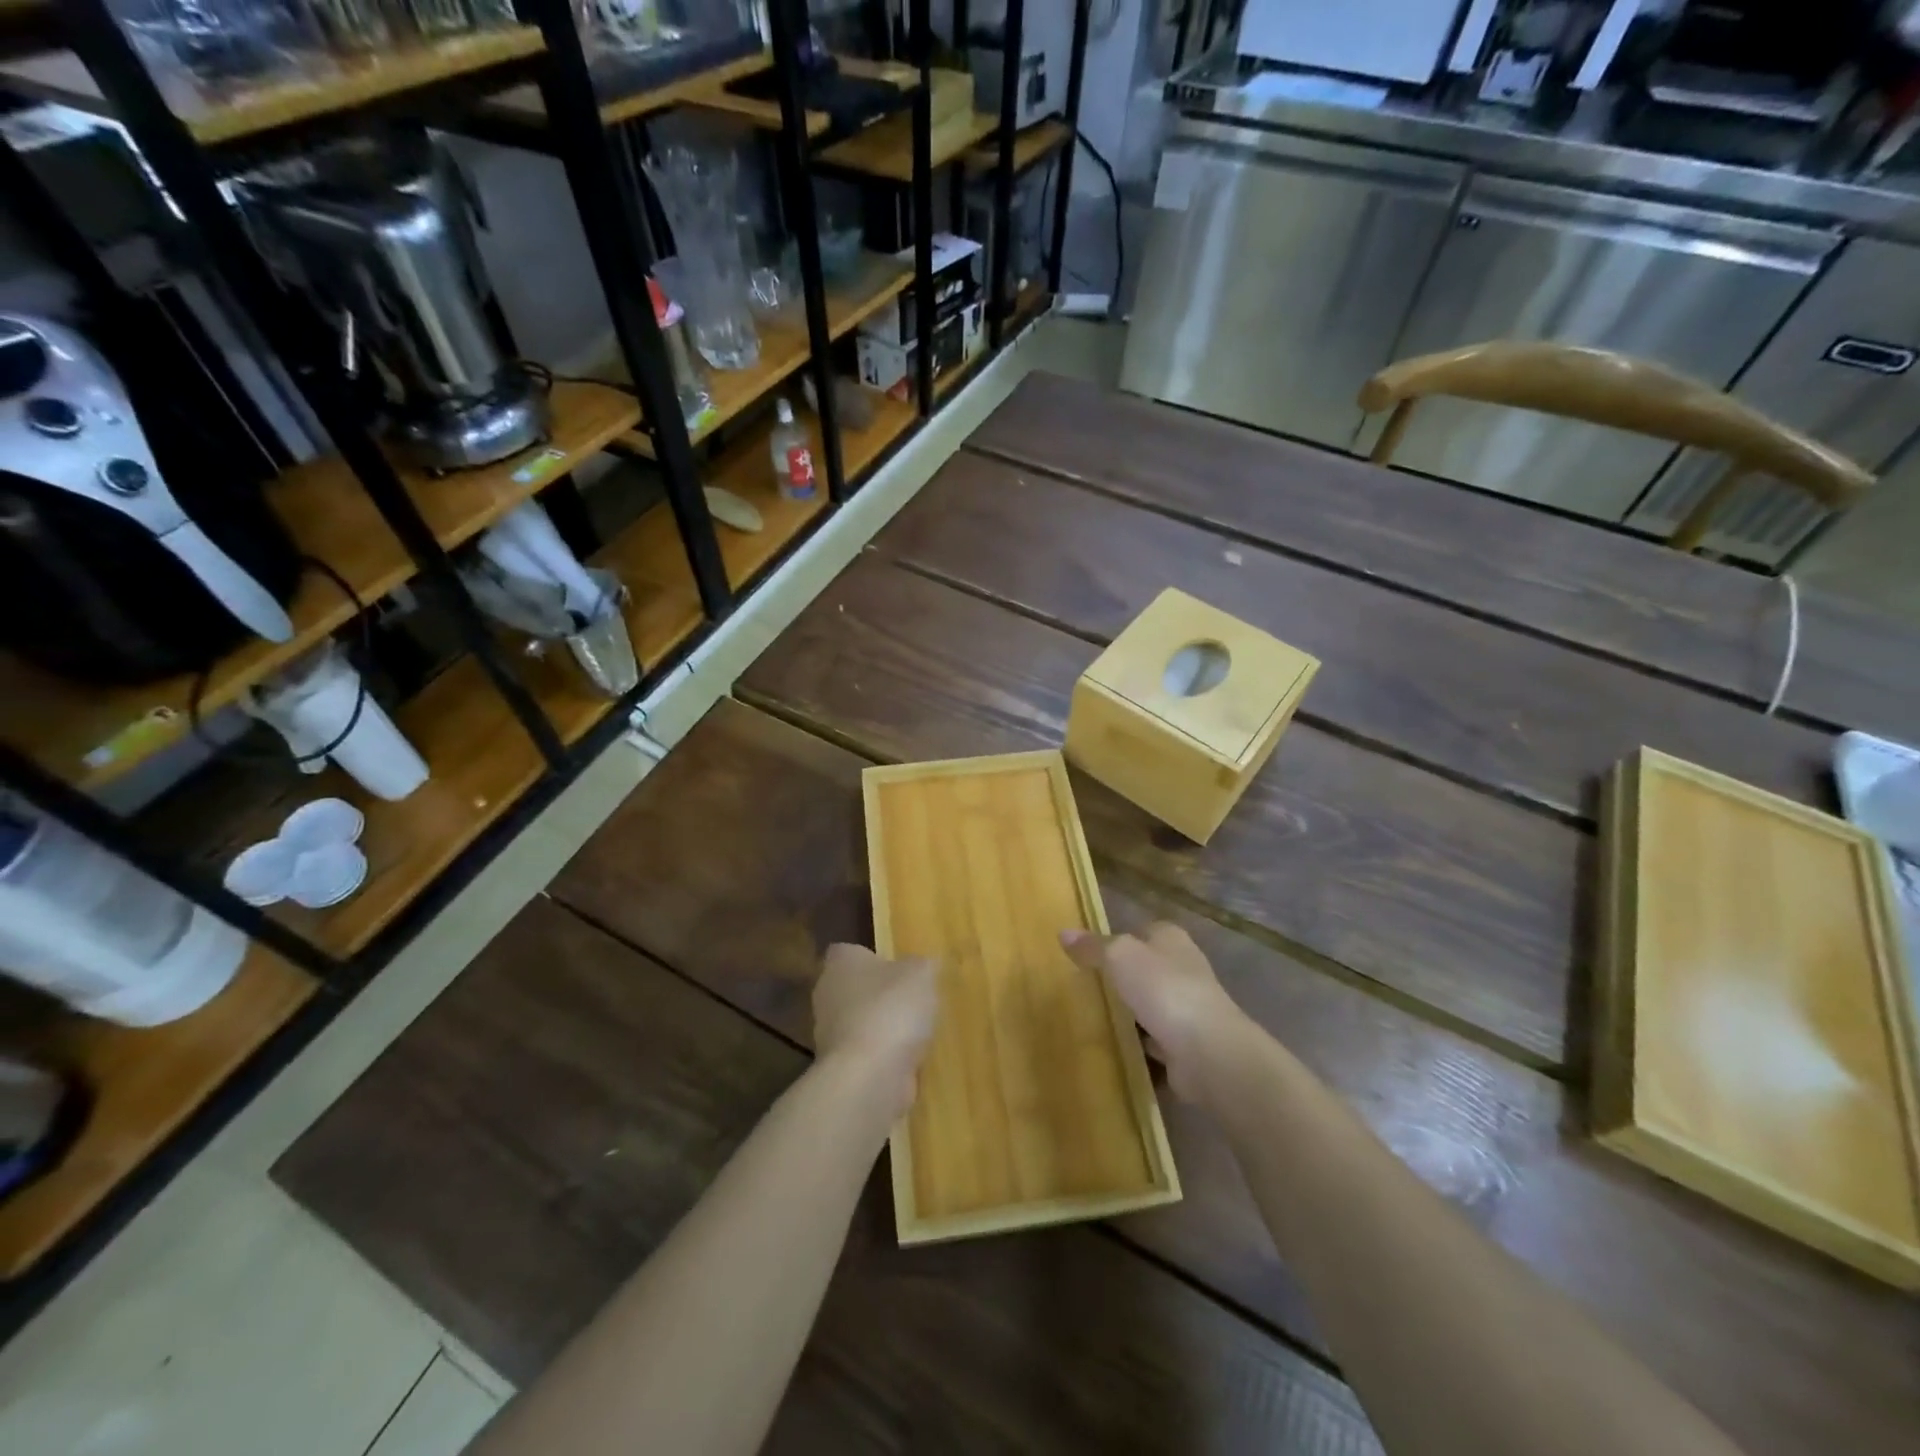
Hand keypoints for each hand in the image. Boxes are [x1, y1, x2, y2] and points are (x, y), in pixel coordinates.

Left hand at [813, 944, 938, 1118]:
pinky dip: (884, 1057)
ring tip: (917, 1032)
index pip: (847, 951)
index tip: (896, 966)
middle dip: (879, 994)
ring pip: (859, 1022)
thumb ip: (922, 965)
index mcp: (841, 963)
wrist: (869, 1077)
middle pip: (854, 988)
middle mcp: (827, 995)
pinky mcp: (841, 1068)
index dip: (871, 956)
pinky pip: (866, 1054)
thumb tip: (923, 966)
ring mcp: (830, 1035)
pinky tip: (909, 1060)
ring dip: (883, 1027)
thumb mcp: (921, 974)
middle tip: (912, 998)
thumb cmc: (891, 1009)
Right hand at [1061, 923, 1249, 1103]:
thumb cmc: (1163, 989)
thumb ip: (1093, 946)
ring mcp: (1188, 1008)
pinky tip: (1117, 1048)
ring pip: (1152, 1004)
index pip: (1144, 930)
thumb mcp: (1119, 956)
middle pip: (1148, 968)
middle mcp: (1184, 968)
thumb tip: (1064, 932)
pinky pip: (1156, 1039)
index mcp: (1171, 939)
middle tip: (1087, 986)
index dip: (1119, 938)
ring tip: (1096, 1018)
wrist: (1206, 1051)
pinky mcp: (1187, 1043)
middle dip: (1124, 977)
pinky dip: (1141, 1043)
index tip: (1091, 953)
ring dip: (1132, 1012)